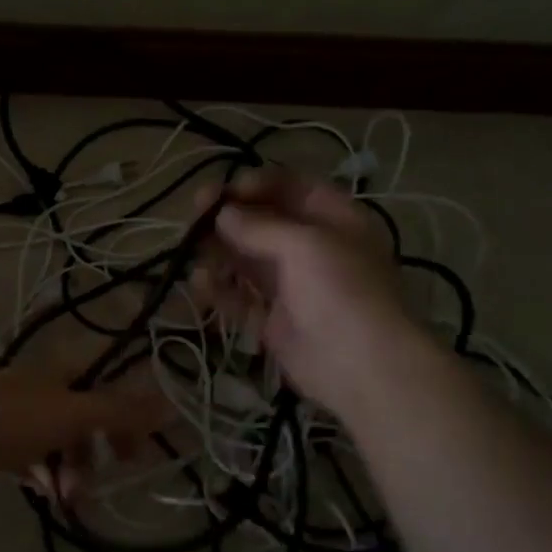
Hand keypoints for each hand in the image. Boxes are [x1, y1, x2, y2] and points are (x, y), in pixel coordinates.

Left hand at [0, 348, 171, 492]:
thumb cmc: (12, 420)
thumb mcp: (73, 415)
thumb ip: (121, 411)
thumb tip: (172, 403)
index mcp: (59, 367)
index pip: (108, 383)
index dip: (127, 415)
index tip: (137, 449)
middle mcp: (37, 380)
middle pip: (82, 412)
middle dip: (96, 449)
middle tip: (105, 479)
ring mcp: (11, 405)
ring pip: (54, 435)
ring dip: (69, 466)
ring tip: (68, 497)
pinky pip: (27, 449)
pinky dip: (40, 469)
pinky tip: (43, 491)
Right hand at [194, 168, 426, 418]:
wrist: (361, 367)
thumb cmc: (341, 291)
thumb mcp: (305, 245)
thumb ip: (259, 226)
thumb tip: (222, 213)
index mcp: (334, 220)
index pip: (292, 188)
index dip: (257, 184)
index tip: (224, 190)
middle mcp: (312, 249)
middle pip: (264, 223)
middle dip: (229, 217)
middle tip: (194, 214)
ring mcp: (292, 286)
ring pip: (248, 260)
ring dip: (219, 252)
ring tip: (191, 250)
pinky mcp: (273, 321)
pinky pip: (240, 298)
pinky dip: (219, 290)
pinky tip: (199, 284)